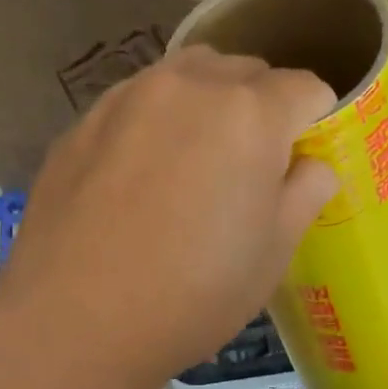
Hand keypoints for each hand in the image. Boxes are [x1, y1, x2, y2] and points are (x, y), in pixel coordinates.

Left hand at [0, 45, 338, 388]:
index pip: (305, 88)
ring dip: (207, 100)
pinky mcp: (84, 119)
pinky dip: (156, 118)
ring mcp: (128, 96)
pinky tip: (139, 171)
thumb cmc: (191, 292)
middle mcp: (189, 86)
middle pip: (245, 71)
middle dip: (261, 104)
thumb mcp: (273, 252)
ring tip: (195, 156)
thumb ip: (304, 192)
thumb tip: (311, 165)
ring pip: (187, 74)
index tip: (301, 159)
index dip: (315, 121)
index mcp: (249, 113)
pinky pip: (137, 100)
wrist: (73, 318)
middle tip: (249, 163)